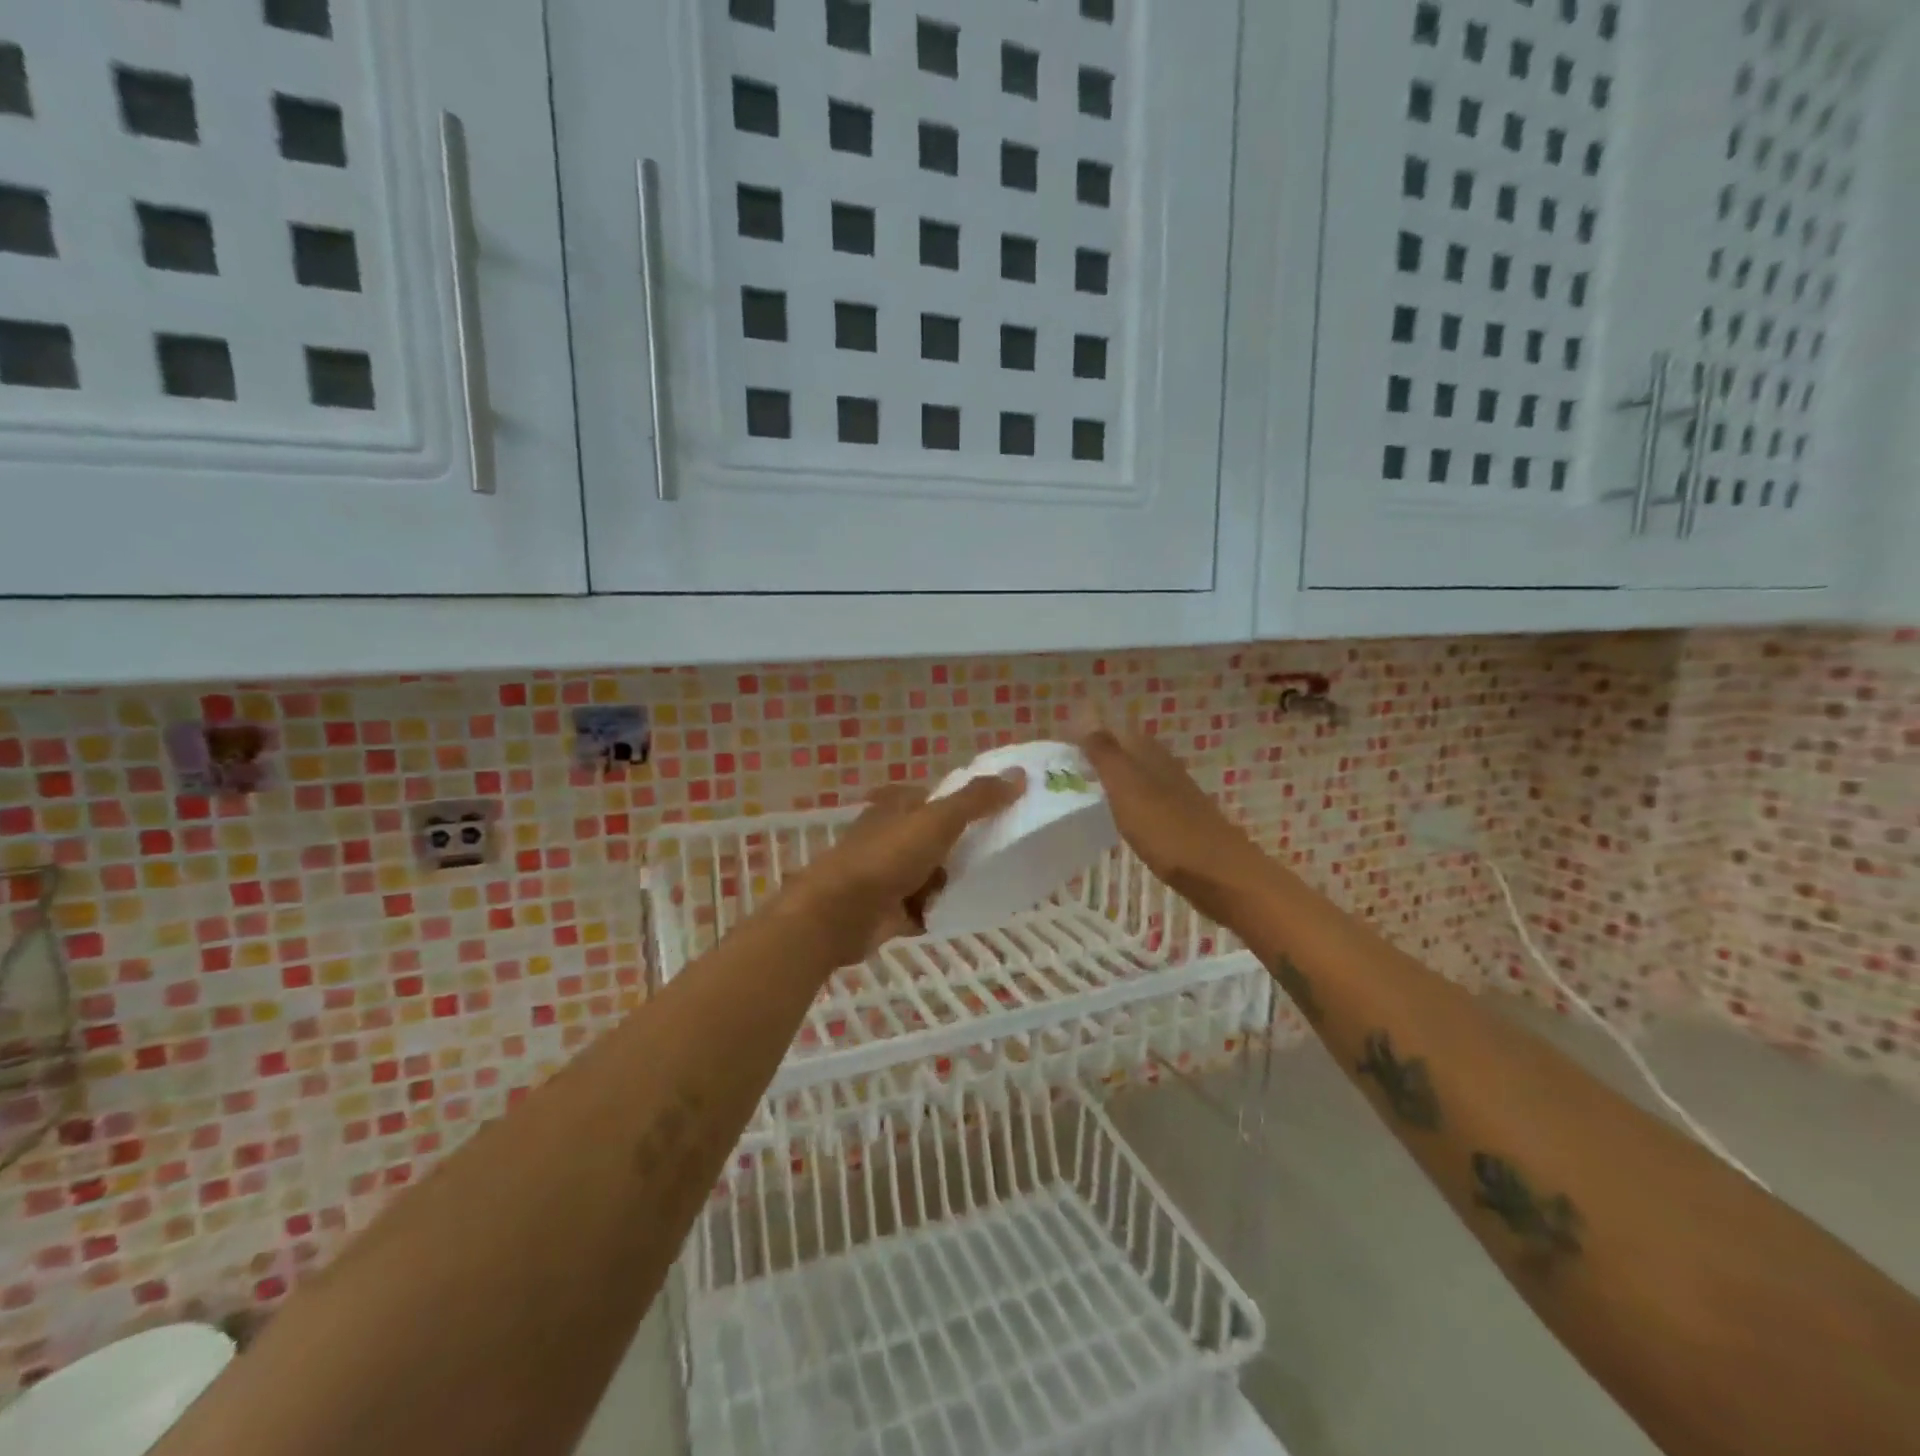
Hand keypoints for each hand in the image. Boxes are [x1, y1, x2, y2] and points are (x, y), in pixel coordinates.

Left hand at [775, 770, 1025, 965]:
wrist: (838, 913)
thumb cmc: (887, 857)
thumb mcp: (938, 820)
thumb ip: (978, 799)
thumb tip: (1020, 774)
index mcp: (898, 805)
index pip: (939, 798)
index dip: (967, 804)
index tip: (1001, 816)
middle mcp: (891, 835)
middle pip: (938, 838)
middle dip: (964, 848)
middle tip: (1002, 855)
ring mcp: (887, 873)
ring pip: (932, 874)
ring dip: (953, 882)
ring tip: (990, 886)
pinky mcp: (887, 909)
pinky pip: (924, 908)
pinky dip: (939, 910)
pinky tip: (965, 914)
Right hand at [1077, 721, 1264, 921]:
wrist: (1218, 874)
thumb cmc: (1166, 829)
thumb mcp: (1126, 787)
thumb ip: (1105, 753)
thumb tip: (1083, 714)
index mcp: (1149, 753)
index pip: (1113, 733)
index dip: (1087, 739)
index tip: (1059, 755)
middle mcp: (1164, 766)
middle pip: (1126, 753)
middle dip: (1098, 759)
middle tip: (1065, 777)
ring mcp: (1175, 794)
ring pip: (1136, 777)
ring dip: (1112, 782)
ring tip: (1084, 797)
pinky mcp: (1180, 820)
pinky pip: (1146, 802)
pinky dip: (1127, 804)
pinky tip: (1117, 819)